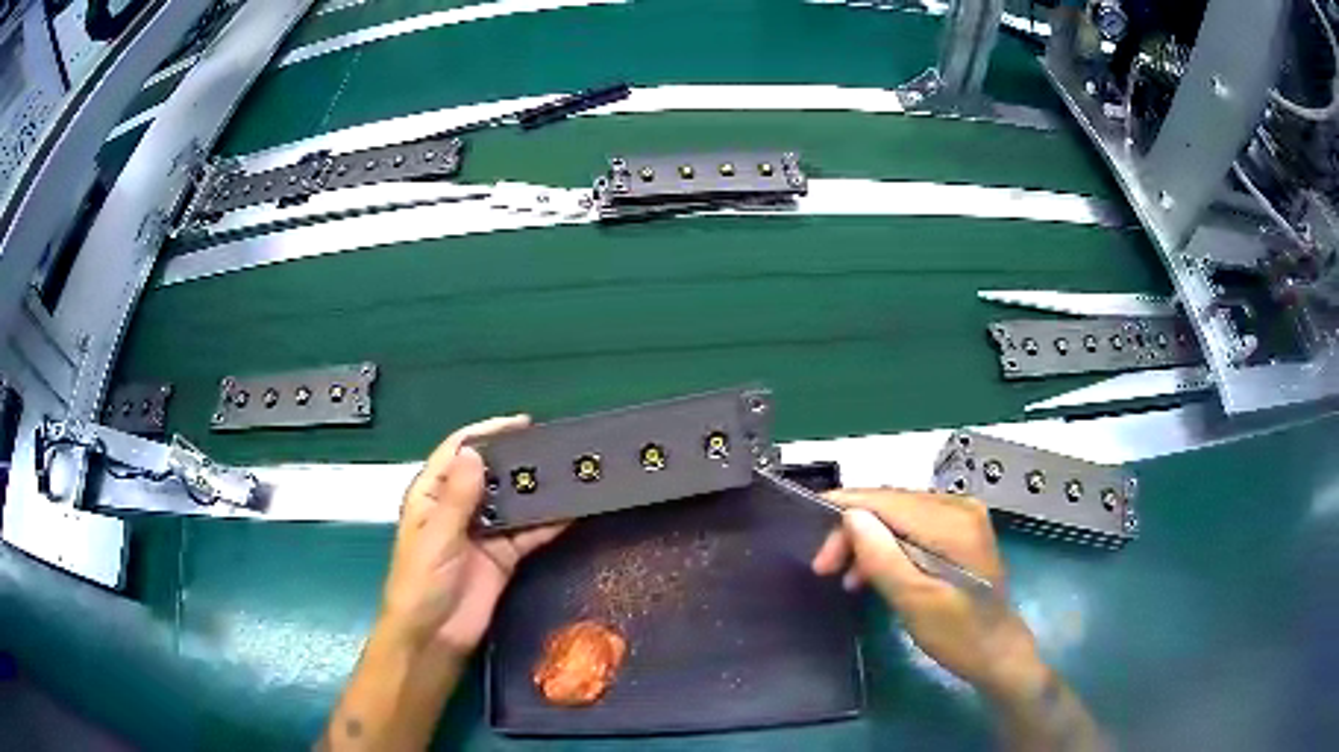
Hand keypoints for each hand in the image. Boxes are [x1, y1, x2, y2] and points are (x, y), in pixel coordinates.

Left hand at [379, 416, 565, 657]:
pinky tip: (571, 512)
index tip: (522, 425)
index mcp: (431, 495)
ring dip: (536, 490)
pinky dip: (547, 524)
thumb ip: (457, 498)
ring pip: (513, 503)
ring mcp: (483, 533)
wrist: (434, 637)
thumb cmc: (421, 583)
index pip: (458, 452)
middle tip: (555, 448)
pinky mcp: (503, 557)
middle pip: (490, 474)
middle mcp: (458, 508)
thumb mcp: (436, 537)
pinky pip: (527, 534)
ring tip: (569, 473)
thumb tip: (476, 453)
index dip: (487, 434)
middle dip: (518, 461)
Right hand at [812, 489, 1046, 701]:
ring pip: (899, 515)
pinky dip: (888, 547)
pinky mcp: (960, 532)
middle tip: (824, 566)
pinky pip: (913, 527)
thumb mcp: (914, 601)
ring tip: (844, 577)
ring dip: (868, 541)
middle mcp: (959, 507)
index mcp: (952, 522)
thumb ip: (883, 556)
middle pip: (892, 505)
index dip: (846, 506)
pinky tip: (871, 573)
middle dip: (854, 530)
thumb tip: (851, 515)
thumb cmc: (957, 634)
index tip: (810, 522)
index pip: (887, 500)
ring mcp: (963, 517)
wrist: (996, 651)